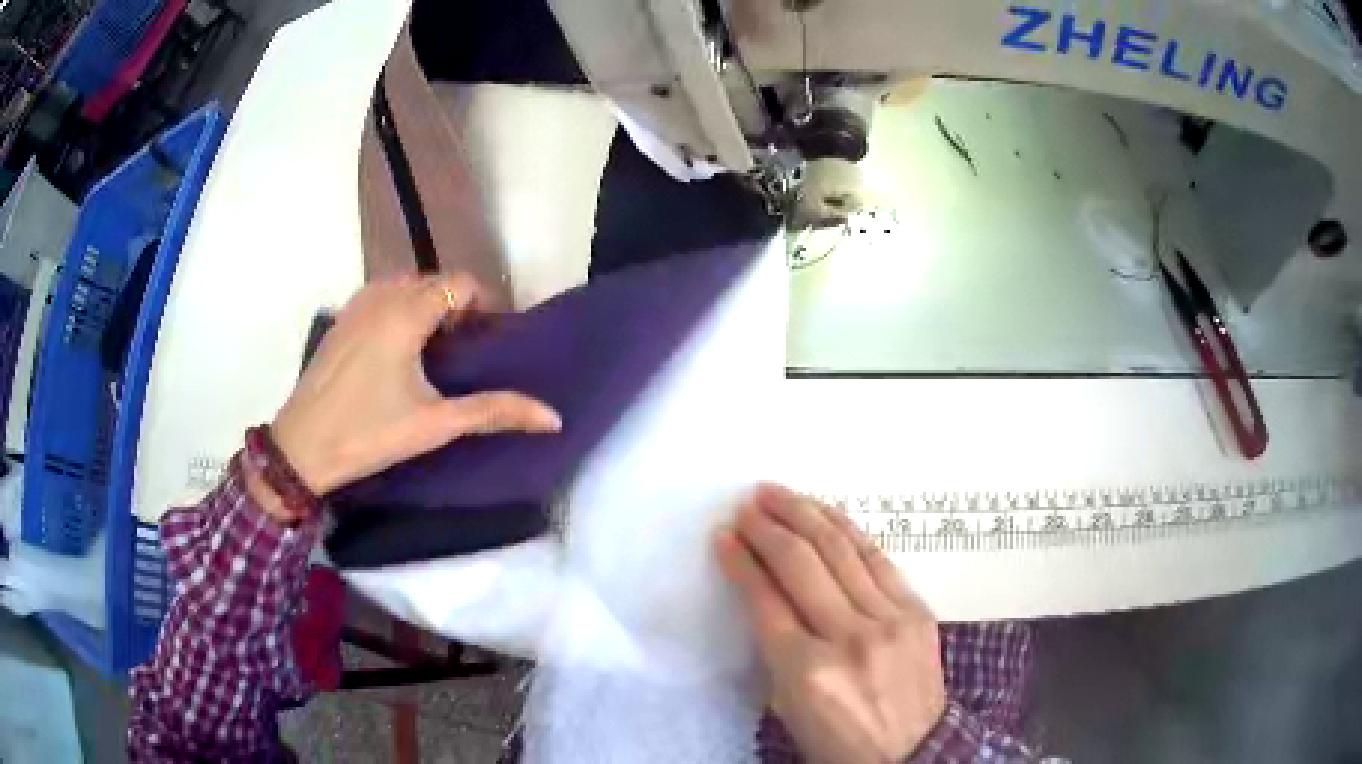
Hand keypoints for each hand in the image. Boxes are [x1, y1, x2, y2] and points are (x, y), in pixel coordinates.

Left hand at [269, 273, 560, 496]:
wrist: (301, 447)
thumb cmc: (369, 433)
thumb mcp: (435, 424)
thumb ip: (494, 412)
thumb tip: (553, 417)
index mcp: (407, 312)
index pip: (460, 283)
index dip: (482, 306)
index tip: (488, 341)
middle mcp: (382, 295)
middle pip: (435, 281)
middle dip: (456, 306)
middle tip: (464, 350)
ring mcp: (356, 304)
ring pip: (406, 285)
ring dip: (426, 305)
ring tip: (432, 350)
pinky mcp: (341, 319)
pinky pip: (381, 296)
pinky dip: (399, 309)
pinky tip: (397, 351)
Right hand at [716, 485, 945, 763]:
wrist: (912, 752)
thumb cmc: (836, 739)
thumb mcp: (787, 706)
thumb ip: (774, 648)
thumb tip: (762, 590)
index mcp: (805, 671)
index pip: (764, 599)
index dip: (740, 561)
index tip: (723, 535)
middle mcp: (848, 638)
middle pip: (800, 565)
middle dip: (767, 528)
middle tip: (747, 506)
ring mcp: (889, 620)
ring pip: (841, 550)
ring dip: (805, 515)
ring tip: (778, 494)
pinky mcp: (917, 611)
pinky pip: (878, 559)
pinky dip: (848, 530)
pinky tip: (826, 513)